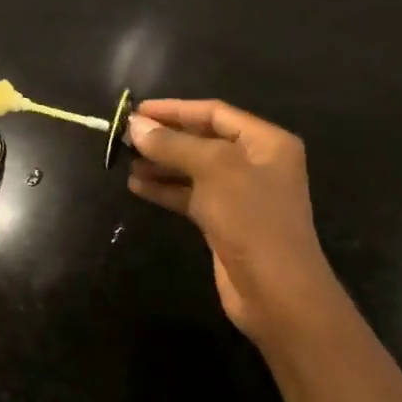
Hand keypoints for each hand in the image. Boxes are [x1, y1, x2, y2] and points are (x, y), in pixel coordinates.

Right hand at [125, 99, 344, 352]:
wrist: (276, 292)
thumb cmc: (252, 219)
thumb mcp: (213, 171)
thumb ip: (173, 144)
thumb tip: (134, 125)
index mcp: (266, 142)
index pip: (214, 113)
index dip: (174, 109)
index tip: (136, 111)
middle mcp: (255, 163)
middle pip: (202, 139)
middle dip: (164, 137)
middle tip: (125, 136)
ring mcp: (239, 195)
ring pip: (192, 169)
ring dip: (160, 163)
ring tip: (125, 160)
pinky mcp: (223, 222)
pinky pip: (189, 196)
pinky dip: (165, 189)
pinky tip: (136, 186)